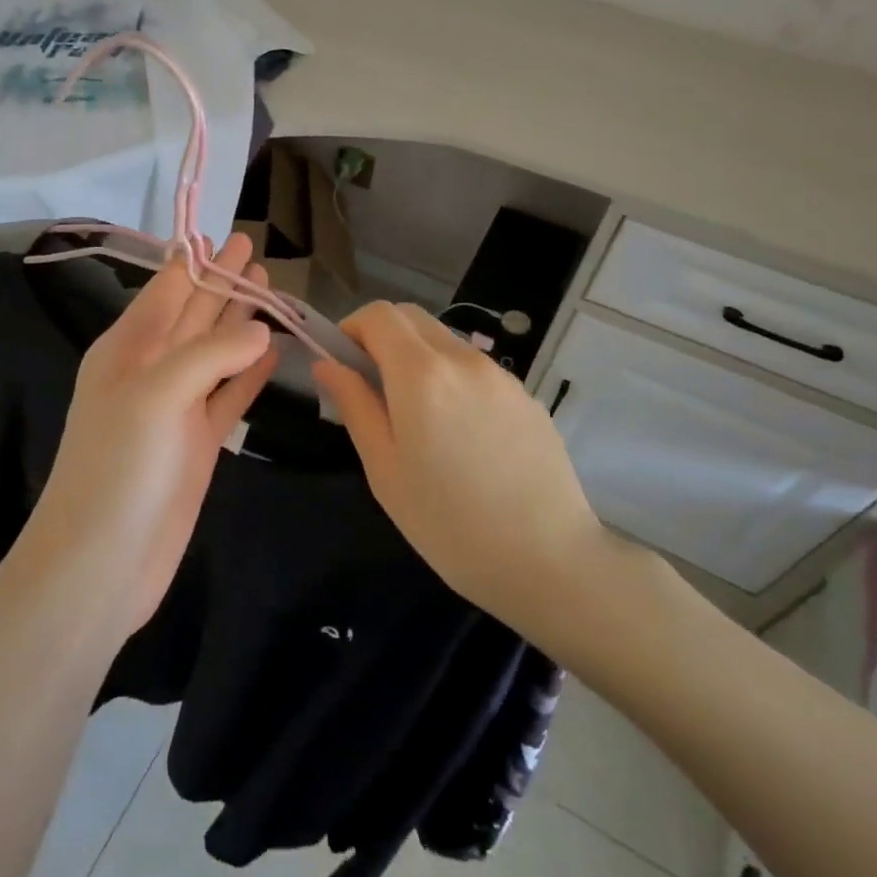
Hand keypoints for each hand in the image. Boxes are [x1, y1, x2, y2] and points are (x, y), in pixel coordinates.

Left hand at [18, 233, 278, 635]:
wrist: (101, 564)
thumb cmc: (118, 469)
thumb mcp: (155, 395)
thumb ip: (209, 355)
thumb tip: (261, 329)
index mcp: (127, 350)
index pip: (166, 290)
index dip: (194, 260)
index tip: (221, 231)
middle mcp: (151, 371)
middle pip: (194, 313)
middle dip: (222, 281)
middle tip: (255, 248)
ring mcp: (177, 409)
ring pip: (216, 351)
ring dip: (240, 320)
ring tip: (271, 288)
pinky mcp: (199, 444)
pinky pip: (230, 395)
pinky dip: (251, 372)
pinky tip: (272, 350)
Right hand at [312, 302, 617, 632]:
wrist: (549, 561)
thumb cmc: (447, 522)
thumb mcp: (383, 468)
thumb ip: (354, 405)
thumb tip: (327, 365)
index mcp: (421, 373)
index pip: (378, 314)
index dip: (351, 329)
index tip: (342, 366)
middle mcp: (463, 359)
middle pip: (412, 318)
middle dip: (382, 337)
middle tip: (372, 387)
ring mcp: (501, 376)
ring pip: (445, 341)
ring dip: (418, 357)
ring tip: (418, 418)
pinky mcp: (527, 397)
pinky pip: (476, 370)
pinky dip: (452, 379)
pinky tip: (460, 435)